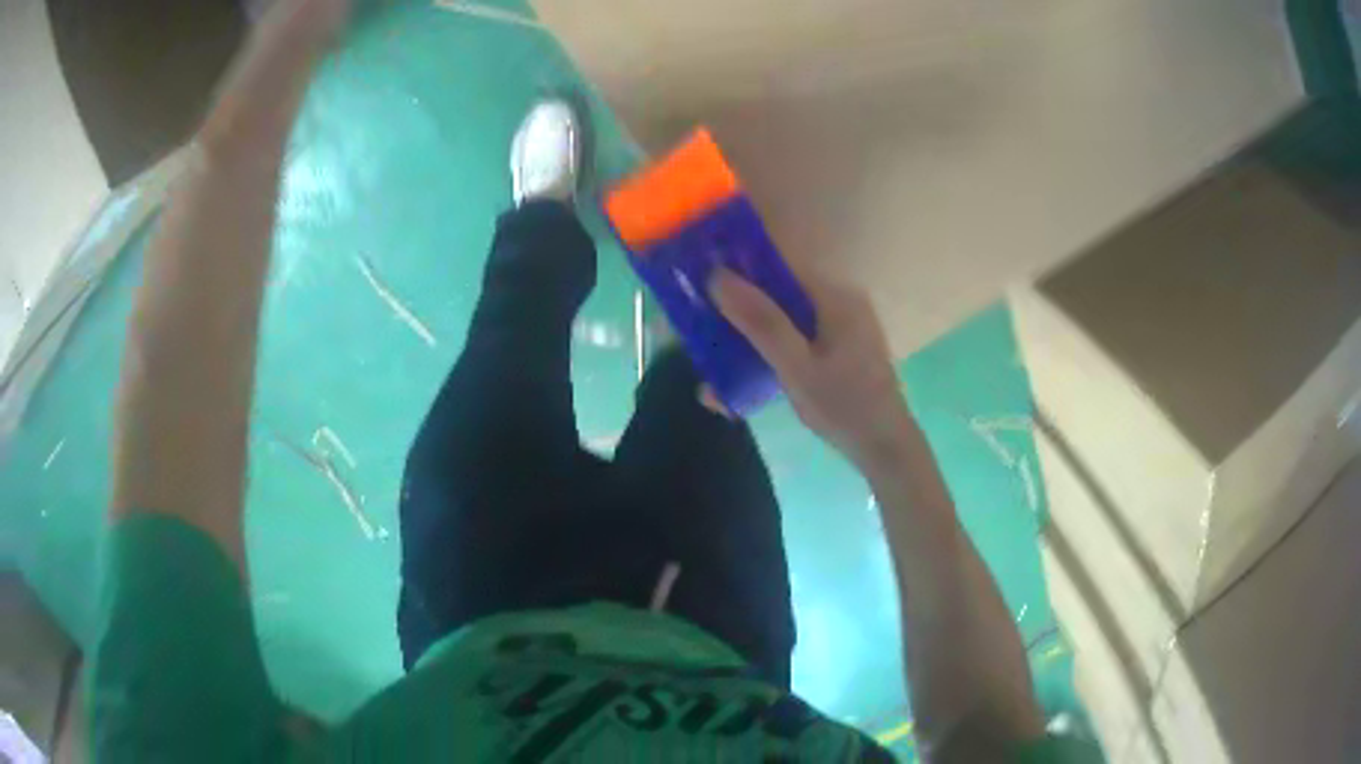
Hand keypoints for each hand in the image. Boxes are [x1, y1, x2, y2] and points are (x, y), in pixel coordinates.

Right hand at [707, 264, 914, 467]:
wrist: (886, 449)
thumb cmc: (844, 407)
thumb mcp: (796, 367)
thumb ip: (760, 322)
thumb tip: (718, 276)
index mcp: (834, 297)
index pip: (779, 264)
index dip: (738, 269)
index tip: (700, 284)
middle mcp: (838, 303)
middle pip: (777, 294)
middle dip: (737, 314)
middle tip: (700, 339)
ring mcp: (839, 328)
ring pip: (782, 322)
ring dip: (749, 343)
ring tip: (713, 376)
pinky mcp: (837, 351)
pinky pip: (793, 342)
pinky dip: (768, 357)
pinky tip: (740, 389)